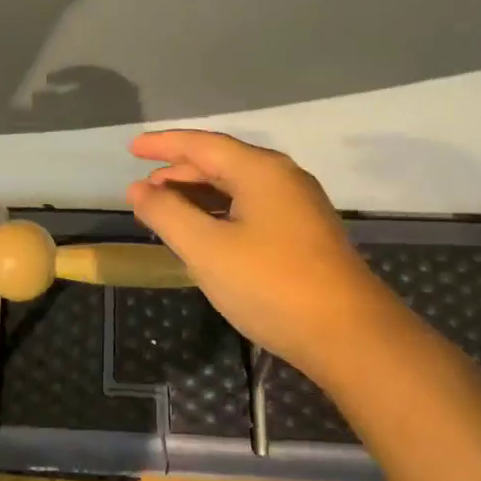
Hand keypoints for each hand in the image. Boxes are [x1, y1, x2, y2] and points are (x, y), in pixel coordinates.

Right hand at [127, 130, 387, 375]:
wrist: (350, 336)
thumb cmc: (271, 284)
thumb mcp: (206, 248)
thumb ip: (166, 214)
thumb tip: (138, 189)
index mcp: (260, 171)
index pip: (202, 144)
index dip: (163, 144)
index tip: (130, 149)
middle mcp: (283, 178)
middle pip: (221, 162)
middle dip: (178, 172)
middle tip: (143, 188)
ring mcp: (299, 207)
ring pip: (237, 188)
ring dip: (198, 195)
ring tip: (165, 210)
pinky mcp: (305, 235)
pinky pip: (252, 208)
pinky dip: (220, 213)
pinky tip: (205, 234)